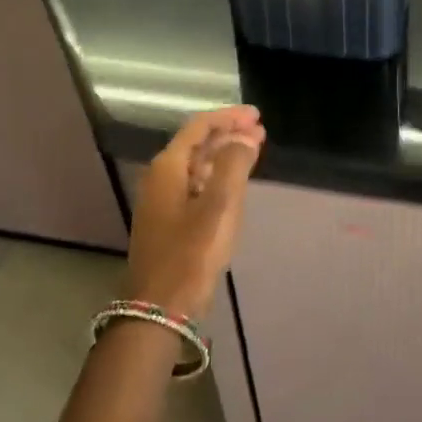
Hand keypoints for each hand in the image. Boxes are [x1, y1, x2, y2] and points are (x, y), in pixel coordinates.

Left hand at [125, 106, 265, 322]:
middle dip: (229, 134)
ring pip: (197, 165)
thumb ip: (234, 165)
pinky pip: (195, 185)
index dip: (228, 117)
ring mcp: (163, 200)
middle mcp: (161, 178)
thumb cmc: (191, 253)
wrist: (161, 306)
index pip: (199, 127)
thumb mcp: (220, 206)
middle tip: (260, 130)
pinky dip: (217, 176)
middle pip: (197, 144)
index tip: (257, 115)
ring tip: (253, 150)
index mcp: (168, 168)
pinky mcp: (169, 220)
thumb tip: (245, 137)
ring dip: (224, 154)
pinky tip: (234, 182)